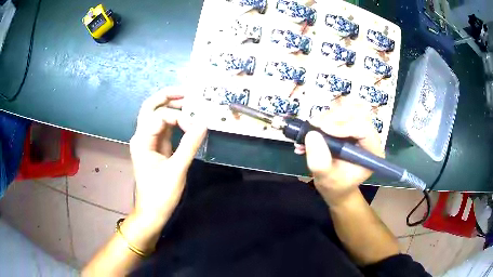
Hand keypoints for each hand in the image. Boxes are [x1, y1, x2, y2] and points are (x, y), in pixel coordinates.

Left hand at [129, 88, 206, 220]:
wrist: (152, 212)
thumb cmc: (160, 194)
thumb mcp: (176, 170)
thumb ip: (190, 145)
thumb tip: (204, 123)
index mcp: (142, 141)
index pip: (160, 117)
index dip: (180, 118)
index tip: (195, 128)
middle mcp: (141, 136)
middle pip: (150, 107)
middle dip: (167, 97)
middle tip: (187, 92)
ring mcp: (147, 141)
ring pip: (156, 116)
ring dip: (171, 106)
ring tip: (189, 101)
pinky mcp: (155, 147)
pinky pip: (163, 128)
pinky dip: (174, 120)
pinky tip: (186, 118)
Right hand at [294, 100, 383, 205]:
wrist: (335, 184)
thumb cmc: (335, 185)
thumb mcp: (326, 179)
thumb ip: (320, 162)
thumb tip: (312, 134)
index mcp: (372, 151)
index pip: (364, 129)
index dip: (343, 126)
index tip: (322, 129)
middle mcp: (369, 136)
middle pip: (357, 112)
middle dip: (334, 116)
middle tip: (315, 125)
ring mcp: (360, 127)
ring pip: (348, 107)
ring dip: (327, 115)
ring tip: (311, 129)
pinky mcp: (349, 123)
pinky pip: (339, 110)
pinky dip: (323, 116)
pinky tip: (312, 129)